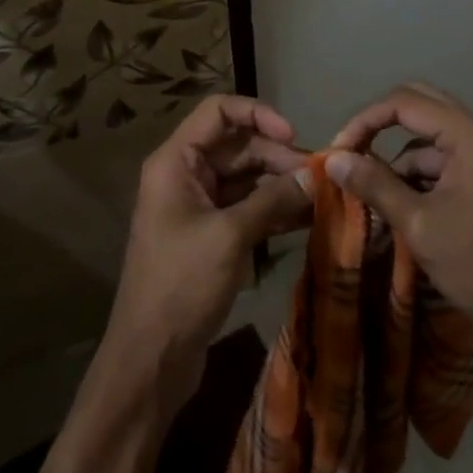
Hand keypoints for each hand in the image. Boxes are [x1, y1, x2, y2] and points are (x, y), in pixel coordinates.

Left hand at [105, 95, 310, 411]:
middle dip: (277, 156)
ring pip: (246, 177)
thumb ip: (273, 200)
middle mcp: (185, 174)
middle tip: (319, 177)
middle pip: (237, 145)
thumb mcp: (230, 237)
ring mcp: (198, 206)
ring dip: (280, 184)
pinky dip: (273, 209)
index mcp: (176, 161)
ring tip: (322, 197)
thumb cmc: (182, 286)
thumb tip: (315, 176)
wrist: (150, 361)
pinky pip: (246, 207)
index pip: (218, 111)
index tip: (293, 135)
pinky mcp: (211, 235)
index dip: (257, 113)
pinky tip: (307, 218)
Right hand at [327, 83, 472, 442]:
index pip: (405, 103)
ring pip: (432, 138)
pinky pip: (447, 161)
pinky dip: (421, 178)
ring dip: (401, 160)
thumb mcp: (419, 226)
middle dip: (381, 127)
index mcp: (471, 137)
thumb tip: (332, 158)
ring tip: (375, 197)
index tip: (339, 151)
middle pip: (421, 106)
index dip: (366, 121)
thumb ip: (374, 184)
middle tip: (352, 153)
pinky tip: (404, 209)